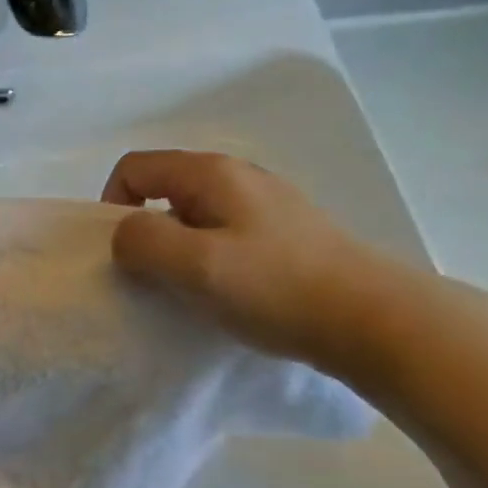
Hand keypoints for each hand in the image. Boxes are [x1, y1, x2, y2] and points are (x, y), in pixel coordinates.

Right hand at [103, 150, 407, 378]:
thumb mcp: (194, 265)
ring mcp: (265, 202)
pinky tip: (229, 291)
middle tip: (156, 277)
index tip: (125, 252)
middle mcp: (237, 175)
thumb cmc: (276, 287)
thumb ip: (142, 241)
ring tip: (193, 288)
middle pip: (163, 189)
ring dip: (177, 249)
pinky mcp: (284, 232)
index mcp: (210, 173)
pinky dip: (208, 258)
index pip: (133, 168)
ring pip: (193, 215)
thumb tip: (126, 234)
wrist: (374, 319)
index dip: (113, 205)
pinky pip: (223, 233)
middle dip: (146, 230)